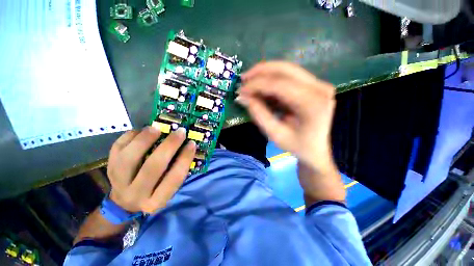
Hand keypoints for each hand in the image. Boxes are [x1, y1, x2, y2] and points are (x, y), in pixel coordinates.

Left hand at [107, 127, 195, 213]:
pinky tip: (142, 131)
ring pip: (129, 158)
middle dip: (169, 146)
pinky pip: (117, 148)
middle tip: (180, 132)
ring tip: (157, 128)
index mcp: (156, 200)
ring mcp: (118, 182)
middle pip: (152, 167)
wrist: (124, 201)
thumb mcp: (168, 188)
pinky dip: (130, 136)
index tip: (192, 143)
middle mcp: (136, 194)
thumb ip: (177, 170)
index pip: (174, 178)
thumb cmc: (154, 191)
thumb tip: (187, 146)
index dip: (185, 159)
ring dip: (144, 140)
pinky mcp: (108, 168)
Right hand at [236, 61, 335, 171]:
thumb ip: (259, 114)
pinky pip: (289, 76)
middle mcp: (319, 88)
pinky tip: (262, 87)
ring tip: (249, 81)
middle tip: (243, 79)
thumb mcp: (275, 134)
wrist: (317, 150)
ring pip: (287, 69)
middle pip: (285, 69)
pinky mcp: (313, 85)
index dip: (256, 85)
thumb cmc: (297, 146)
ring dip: (266, 73)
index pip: (279, 84)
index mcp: (312, 103)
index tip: (240, 90)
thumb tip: (243, 97)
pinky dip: (273, 79)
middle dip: (260, 71)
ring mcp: (318, 84)